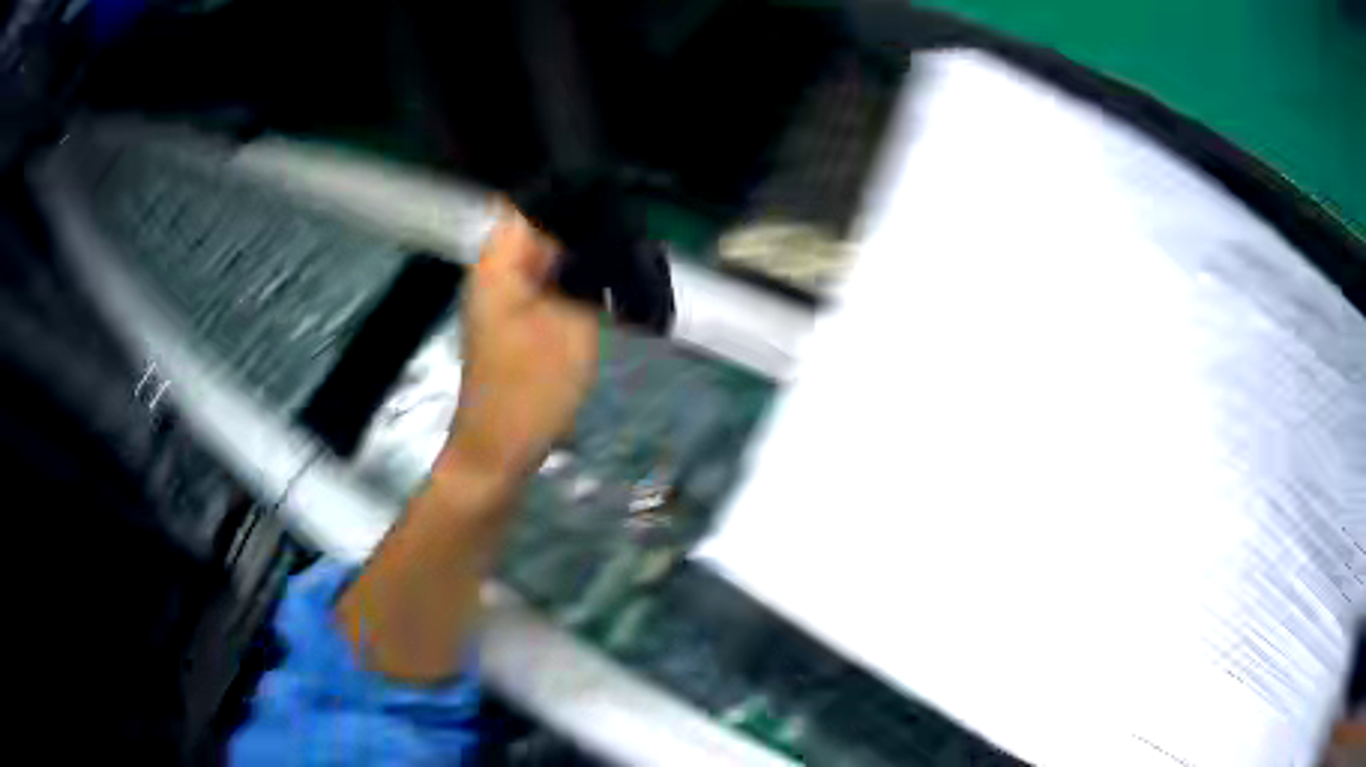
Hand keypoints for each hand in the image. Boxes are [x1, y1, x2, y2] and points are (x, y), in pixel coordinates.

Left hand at [443, 205, 598, 479]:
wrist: (499, 448)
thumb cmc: (532, 388)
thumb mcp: (572, 324)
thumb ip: (586, 273)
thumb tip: (601, 237)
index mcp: (499, 261)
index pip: (531, 201)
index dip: (570, 195)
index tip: (611, 200)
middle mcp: (494, 270)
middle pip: (539, 227)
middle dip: (582, 227)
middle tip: (628, 234)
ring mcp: (501, 295)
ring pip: (545, 257)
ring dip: (579, 258)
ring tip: (622, 260)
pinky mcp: (512, 318)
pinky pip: (543, 284)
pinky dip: (571, 283)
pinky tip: (602, 291)